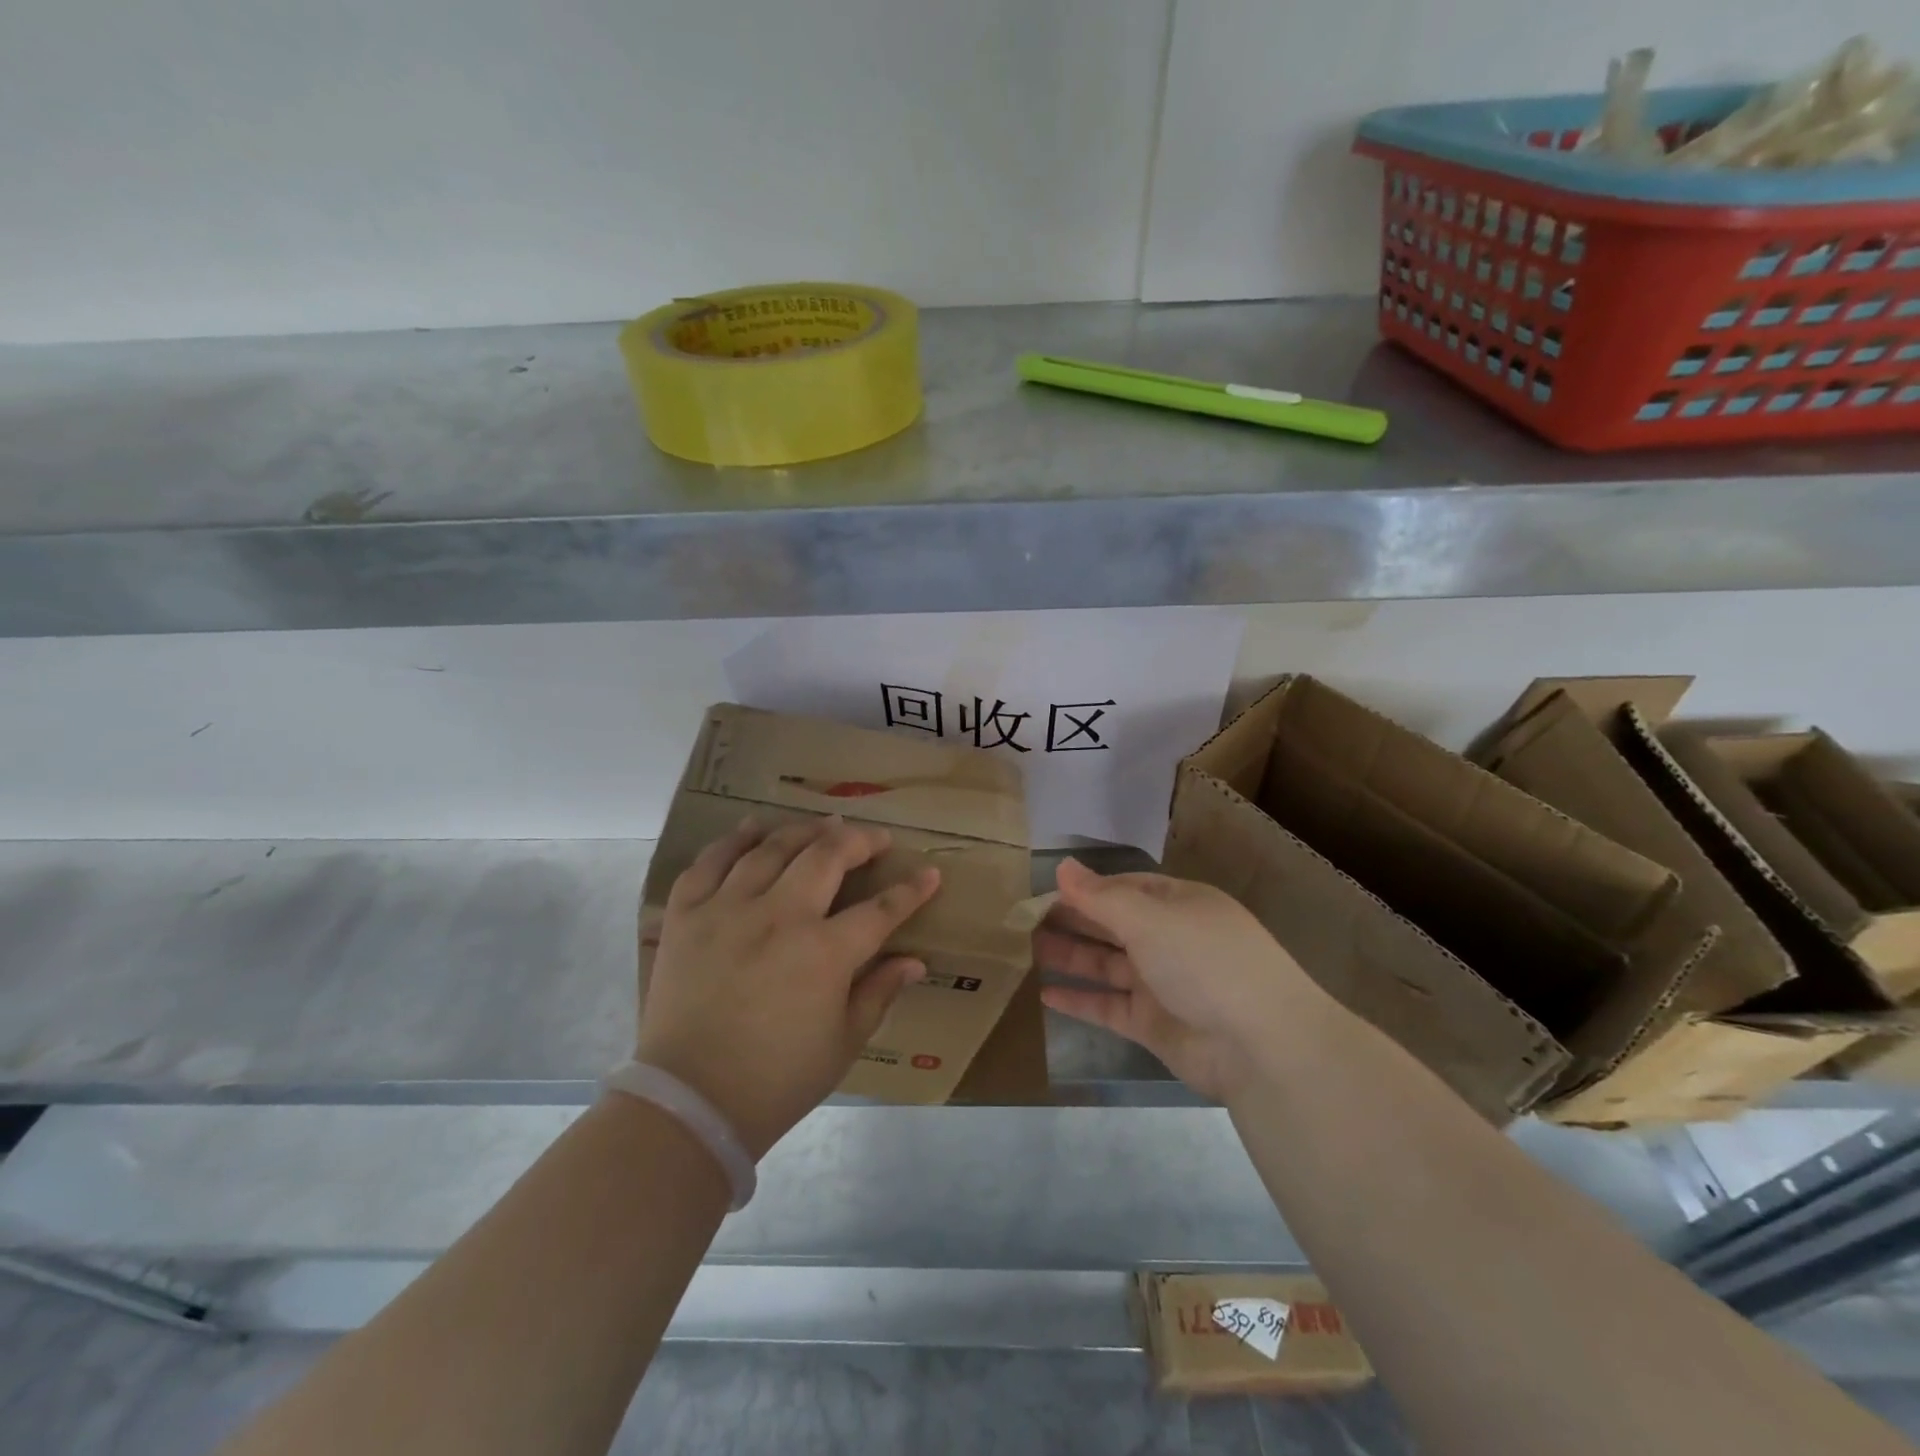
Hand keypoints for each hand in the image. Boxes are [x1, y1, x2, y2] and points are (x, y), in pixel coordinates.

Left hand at [637, 815, 939, 1158]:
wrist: (690, 1102)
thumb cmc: (777, 1080)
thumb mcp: (843, 1044)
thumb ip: (879, 993)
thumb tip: (914, 962)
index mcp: (824, 953)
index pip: (880, 909)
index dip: (911, 890)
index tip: (929, 874)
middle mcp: (779, 916)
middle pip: (827, 857)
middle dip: (860, 841)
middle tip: (875, 839)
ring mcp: (728, 909)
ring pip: (772, 848)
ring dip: (804, 831)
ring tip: (824, 826)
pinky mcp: (686, 915)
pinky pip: (710, 861)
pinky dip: (735, 840)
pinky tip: (753, 829)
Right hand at [1035, 859, 1320, 1100]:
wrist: (1260, 1045)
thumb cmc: (1204, 961)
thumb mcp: (1150, 919)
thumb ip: (1101, 897)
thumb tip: (1063, 865)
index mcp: (1177, 904)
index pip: (1124, 887)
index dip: (1086, 889)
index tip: (1044, 891)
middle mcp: (1168, 939)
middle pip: (1111, 925)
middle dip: (1072, 921)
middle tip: (1024, 920)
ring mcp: (1161, 983)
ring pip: (1106, 965)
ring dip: (1069, 958)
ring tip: (1025, 951)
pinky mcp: (1153, 1024)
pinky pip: (1108, 1006)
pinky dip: (1080, 1001)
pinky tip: (1045, 996)